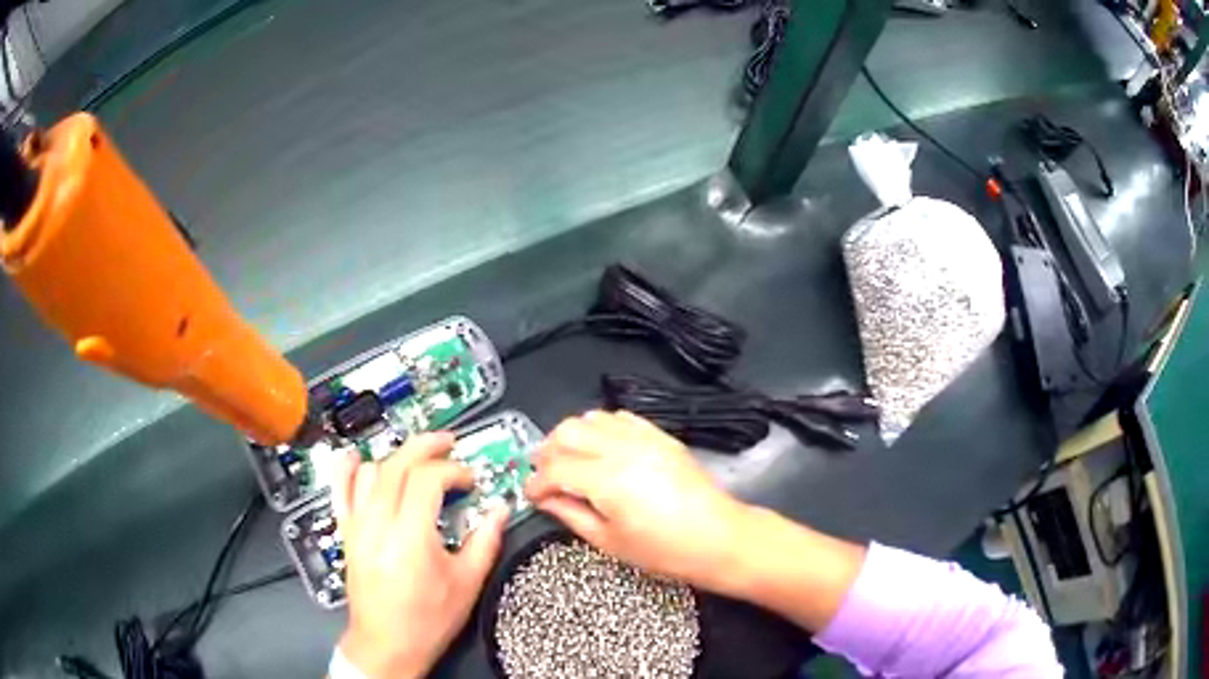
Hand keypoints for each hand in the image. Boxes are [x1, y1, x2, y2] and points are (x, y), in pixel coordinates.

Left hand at [334, 433, 507, 678]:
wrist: (387, 644)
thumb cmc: (428, 620)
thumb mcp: (466, 584)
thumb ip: (485, 542)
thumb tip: (500, 510)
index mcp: (410, 536)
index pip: (427, 479)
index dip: (453, 470)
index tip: (470, 480)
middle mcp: (378, 523)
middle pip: (397, 464)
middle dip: (426, 446)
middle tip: (449, 444)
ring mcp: (357, 525)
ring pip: (370, 471)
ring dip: (396, 459)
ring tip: (417, 464)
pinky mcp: (346, 532)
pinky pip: (339, 490)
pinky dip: (347, 469)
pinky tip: (357, 458)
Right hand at [524, 410, 748, 590]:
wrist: (718, 537)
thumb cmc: (664, 550)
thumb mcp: (609, 542)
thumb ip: (571, 515)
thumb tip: (546, 500)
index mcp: (606, 480)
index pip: (554, 469)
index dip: (535, 483)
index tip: (531, 496)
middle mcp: (621, 449)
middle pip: (566, 432)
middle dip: (547, 453)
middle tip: (546, 477)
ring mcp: (643, 438)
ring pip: (591, 419)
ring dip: (572, 437)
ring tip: (570, 462)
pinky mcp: (660, 436)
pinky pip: (620, 418)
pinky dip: (601, 428)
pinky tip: (601, 449)